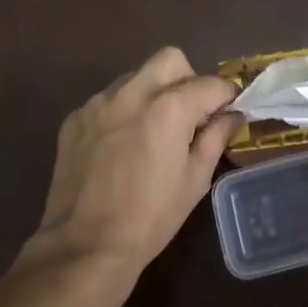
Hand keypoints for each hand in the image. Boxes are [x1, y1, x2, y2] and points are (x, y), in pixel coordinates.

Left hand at [32, 47, 238, 276]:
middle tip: (190, 114)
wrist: (84, 247)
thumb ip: (215, 138)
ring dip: (153, 92)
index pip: (210, 83)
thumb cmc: (150, 218)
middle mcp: (133, 93)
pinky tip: (121, 145)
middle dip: (188, 79)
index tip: (228, 111)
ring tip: (153, 130)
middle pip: (170, 59)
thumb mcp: (195, 180)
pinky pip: (109, 99)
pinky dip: (123, 111)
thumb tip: (232, 115)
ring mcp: (99, 103)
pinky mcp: (76, 118)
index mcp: (169, 108)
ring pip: (136, 76)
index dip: (226, 96)